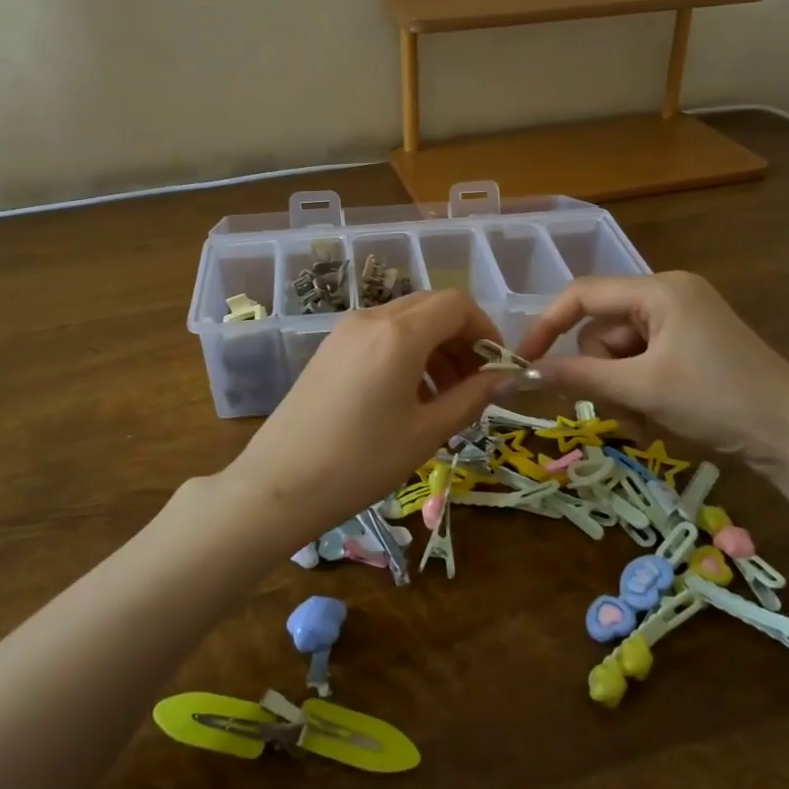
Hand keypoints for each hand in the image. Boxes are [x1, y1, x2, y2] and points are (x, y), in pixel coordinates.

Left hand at [223, 290, 505, 544]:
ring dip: (436, 347)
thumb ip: (472, 397)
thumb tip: (507, 378)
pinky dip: (408, 352)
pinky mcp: (331, 347)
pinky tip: (410, 395)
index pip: (457, 304)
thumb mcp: (427, 432)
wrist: (280, 484)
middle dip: (462, 338)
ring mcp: (346, 330)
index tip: (497, 366)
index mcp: (399, 333)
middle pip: (432, 307)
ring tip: (446, 396)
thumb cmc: (361, 462)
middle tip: (476, 383)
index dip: (486, 328)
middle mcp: (372, 318)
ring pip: (407, 320)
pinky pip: (381, 335)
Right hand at [516, 271, 788, 469]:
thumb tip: (521, 375)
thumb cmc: (718, 400)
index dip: (547, 325)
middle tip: (621, 407)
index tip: (524, 361)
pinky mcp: (692, 346)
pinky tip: (659, 418)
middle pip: (602, 328)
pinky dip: (640, 390)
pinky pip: (643, 361)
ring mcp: (683, 320)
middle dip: (602, 372)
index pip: (583, 295)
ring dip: (621, 388)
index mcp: (659, 289)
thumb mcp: (641, 389)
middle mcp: (669, 295)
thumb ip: (578, 377)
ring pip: (620, 352)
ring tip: (646, 419)